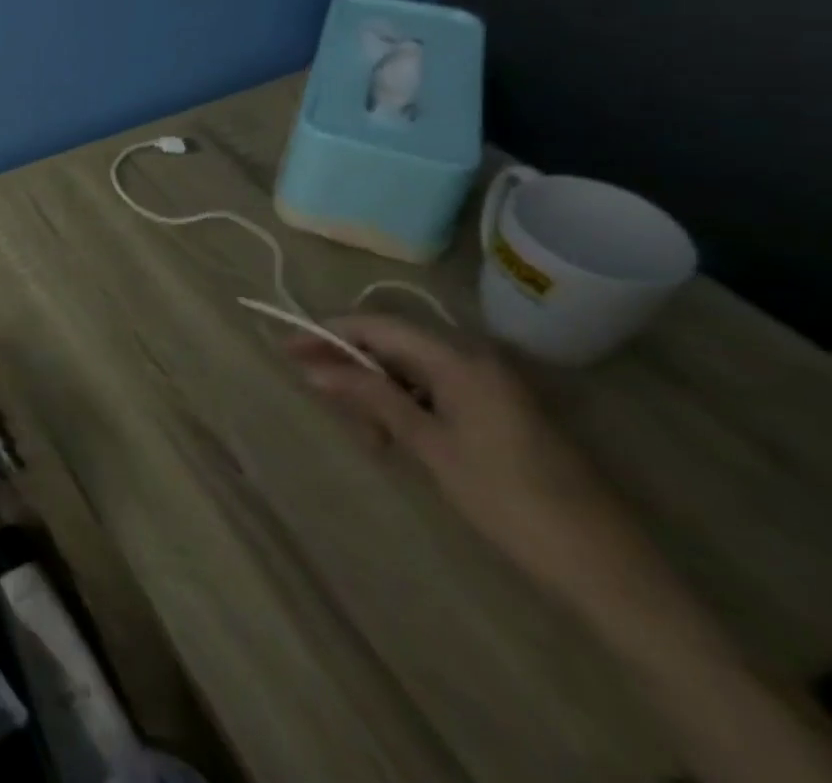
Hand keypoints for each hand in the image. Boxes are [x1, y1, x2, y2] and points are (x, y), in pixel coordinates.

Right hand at [288, 315, 647, 604]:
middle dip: (351, 367)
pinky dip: (406, 406)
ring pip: (411, 369)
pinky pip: (435, 390)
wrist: (608, 571)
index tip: (286, 348)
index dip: (327, 332)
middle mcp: (474, 358)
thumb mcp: (429, 446)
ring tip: (367, 435)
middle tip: (320, 397)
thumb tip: (311, 367)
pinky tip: (395, 438)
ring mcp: (491, 384)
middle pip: (392, 344)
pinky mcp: (499, 410)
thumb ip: (370, 398)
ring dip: (378, 392)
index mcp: (459, 358)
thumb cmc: (509, 501)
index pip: (376, 325)